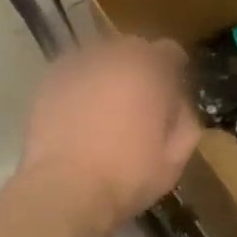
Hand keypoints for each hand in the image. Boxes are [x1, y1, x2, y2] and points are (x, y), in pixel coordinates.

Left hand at [19, 38, 202, 234]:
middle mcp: (113, 57)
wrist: (64, 189)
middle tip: (138, 95)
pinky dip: (80, 81)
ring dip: (108, 70)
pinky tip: (79, 106)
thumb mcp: (174, 158)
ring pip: (100, 55)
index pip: (168, 51)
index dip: (172, 67)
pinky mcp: (50, 79)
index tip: (171, 86)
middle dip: (139, 65)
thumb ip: (185, 121)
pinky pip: (73, 69)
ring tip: (106, 100)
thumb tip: (179, 102)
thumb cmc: (126, 176)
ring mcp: (77, 65)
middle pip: (132, 47)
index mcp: (148, 71)